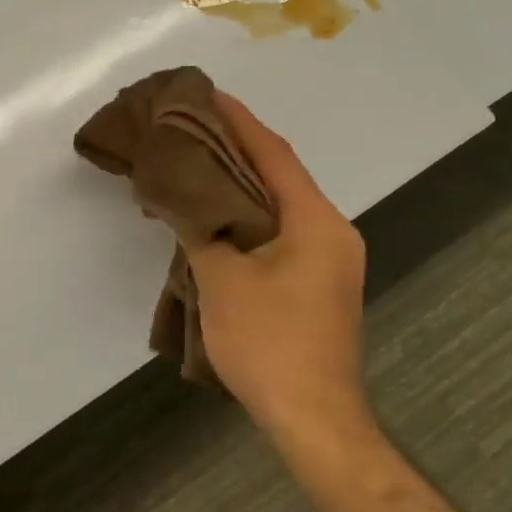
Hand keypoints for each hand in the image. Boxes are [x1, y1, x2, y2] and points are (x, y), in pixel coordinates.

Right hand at [187, 92, 374, 448]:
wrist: (313, 417)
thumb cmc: (270, 343)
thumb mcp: (223, 281)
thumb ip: (201, 230)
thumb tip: (180, 199)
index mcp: (316, 222)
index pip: (273, 155)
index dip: (239, 121)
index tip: (208, 93)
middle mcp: (331, 231)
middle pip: (278, 174)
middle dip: (236, 147)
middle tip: (191, 125)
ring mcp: (328, 258)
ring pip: (277, 203)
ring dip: (238, 182)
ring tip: (194, 161)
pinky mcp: (316, 281)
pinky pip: (277, 230)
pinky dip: (245, 214)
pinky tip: (213, 214)